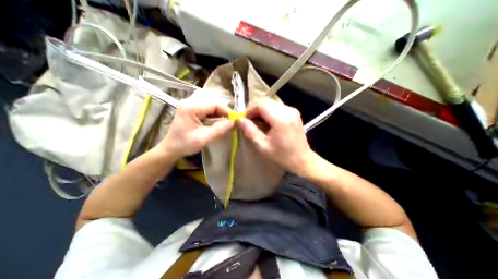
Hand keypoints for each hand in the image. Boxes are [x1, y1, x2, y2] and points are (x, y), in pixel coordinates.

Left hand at [162, 92, 235, 159]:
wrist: (170, 148)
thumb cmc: (185, 145)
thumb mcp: (204, 138)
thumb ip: (219, 129)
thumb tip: (233, 122)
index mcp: (190, 107)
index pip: (214, 104)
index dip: (226, 111)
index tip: (234, 120)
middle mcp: (189, 102)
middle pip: (213, 103)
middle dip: (223, 113)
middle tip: (231, 122)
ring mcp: (189, 105)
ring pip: (210, 106)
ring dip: (219, 114)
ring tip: (225, 123)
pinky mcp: (190, 109)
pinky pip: (206, 109)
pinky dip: (214, 115)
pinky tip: (216, 122)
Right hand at [236, 99, 312, 175]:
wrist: (302, 160)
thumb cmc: (282, 156)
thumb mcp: (263, 146)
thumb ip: (250, 131)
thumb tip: (238, 120)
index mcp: (281, 119)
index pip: (261, 104)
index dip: (249, 110)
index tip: (243, 120)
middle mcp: (288, 110)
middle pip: (265, 102)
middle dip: (254, 110)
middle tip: (248, 122)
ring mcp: (292, 110)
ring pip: (270, 103)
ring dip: (260, 111)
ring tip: (257, 123)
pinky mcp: (294, 112)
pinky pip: (276, 107)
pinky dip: (268, 112)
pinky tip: (266, 123)